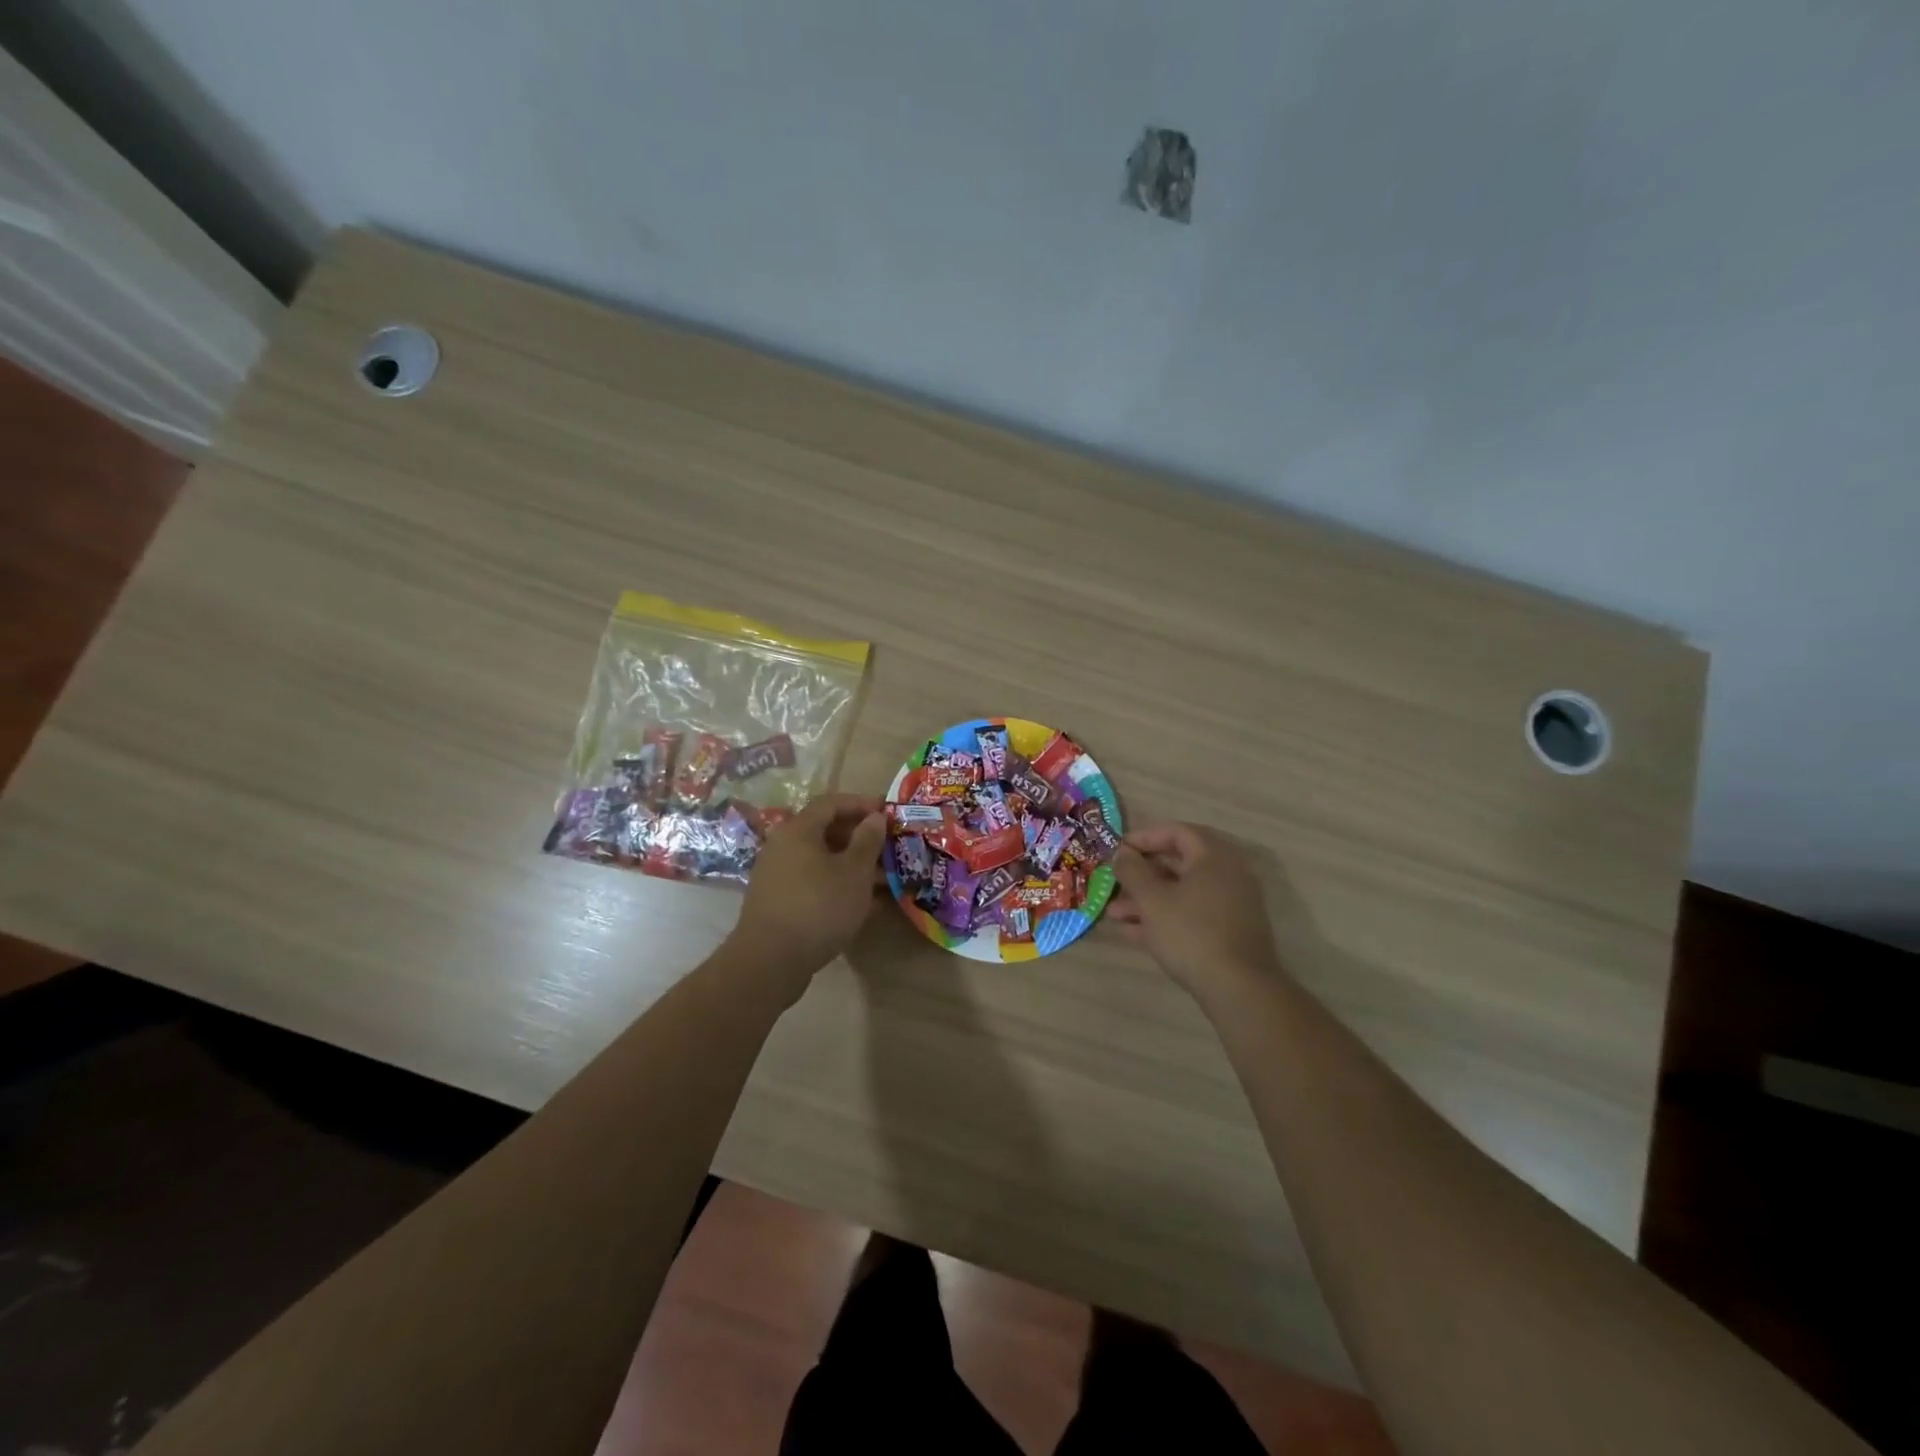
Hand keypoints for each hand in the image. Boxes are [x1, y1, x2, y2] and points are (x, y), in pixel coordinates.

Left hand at [729, 793, 886, 1002]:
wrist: (770, 961)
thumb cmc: (818, 907)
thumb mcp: (854, 872)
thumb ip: (867, 840)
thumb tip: (875, 817)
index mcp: (798, 830)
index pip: (831, 803)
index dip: (861, 804)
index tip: (888, 813)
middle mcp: (783, 846)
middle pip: (825, 831)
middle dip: (860, 837)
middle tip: (888, 847)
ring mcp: (778, 875)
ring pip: (821, 860)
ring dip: (852, 864)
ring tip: (883, 879)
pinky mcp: (778, 901)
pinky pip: (813, 882)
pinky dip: (838, 884)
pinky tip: (862, 903)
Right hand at [1111, 824, 1282, 997]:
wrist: (1238, 988)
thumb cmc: (1191, 932)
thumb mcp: (1152, 899)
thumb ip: (1133, 871)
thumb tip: (1122, 852)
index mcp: (1213, 857)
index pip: (1176, 832)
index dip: (1144, 837)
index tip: (1118, 850)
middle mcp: (1227, 874)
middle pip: (1178, 863)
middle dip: (1141, 874)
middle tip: (1114, 882)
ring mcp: (1230, 904)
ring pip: (1181, 893)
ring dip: (1147, 900)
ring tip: (1114, 914)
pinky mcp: (1228, 932)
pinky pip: (1191, 914)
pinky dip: (1164, 918)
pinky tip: (1133, 933)